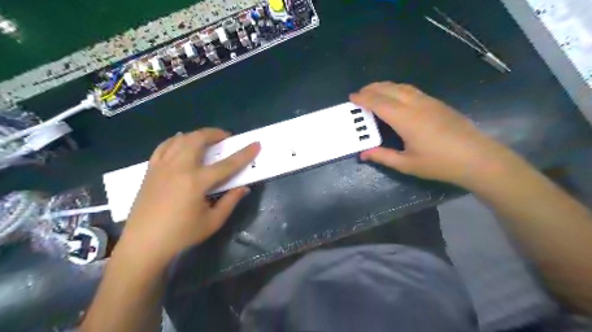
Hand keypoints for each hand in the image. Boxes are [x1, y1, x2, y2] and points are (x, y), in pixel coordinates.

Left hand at [118, 129, 259, 265]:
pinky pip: (164, 146)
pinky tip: (181, 141)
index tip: (256, 144)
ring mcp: (162, 167)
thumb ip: (230, 202)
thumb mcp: (212, 221)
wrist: (143, 244)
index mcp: (196, 182)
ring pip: (180, 139)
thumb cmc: (181, 235)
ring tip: (206, 139)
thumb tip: (244, 188)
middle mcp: (179, 168)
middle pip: (198, 140)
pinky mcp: (151, 170)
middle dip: (215, 133)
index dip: (244, 154)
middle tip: (225, 137)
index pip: (227, 164)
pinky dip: (175, 140)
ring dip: (196, 135)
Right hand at [348, 81, 510, 186]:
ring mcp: (429, 101)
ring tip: (374, 91)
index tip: (351, 97)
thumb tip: (363, 154)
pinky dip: (397, 89)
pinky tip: (396, 97)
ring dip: (385, 86)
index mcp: (405, 119)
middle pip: (389, 89)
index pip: (379, 103)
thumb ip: (383, 156)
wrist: (477, 158)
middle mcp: (416, 104)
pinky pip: (412, 90)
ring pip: (402, 87)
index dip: (363, 98)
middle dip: (372, 88)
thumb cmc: (439, 163)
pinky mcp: (438, 103)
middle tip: (359, 93)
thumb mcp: (407, 164)